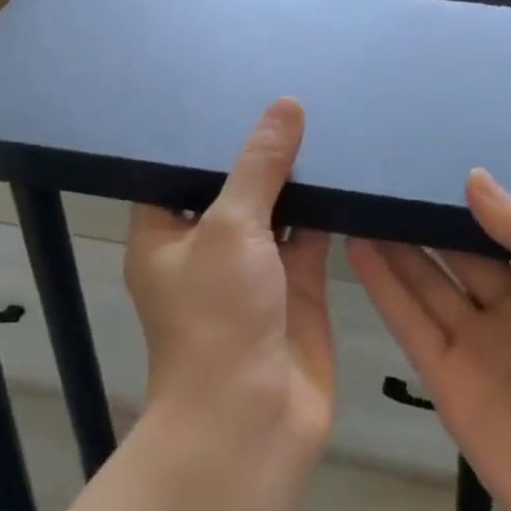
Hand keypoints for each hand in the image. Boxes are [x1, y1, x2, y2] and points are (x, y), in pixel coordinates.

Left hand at [124, 98, 332, 455]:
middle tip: (287, 94)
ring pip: (274, 208)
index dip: (202, 134)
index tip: (231, 88)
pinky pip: (309, 235)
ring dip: (295, 176)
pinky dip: (325, 208)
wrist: (251, 422)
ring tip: (320, 116)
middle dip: (258, 150)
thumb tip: (284, 105)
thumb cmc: (218, 316)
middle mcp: (205, 246)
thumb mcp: (231, 227)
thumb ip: (260, 166)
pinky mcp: (295, 286)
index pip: (177, 170)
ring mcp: (252, 267)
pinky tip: (345, 166)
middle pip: (231, 186)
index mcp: (164, 233)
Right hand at [346, 170, 510, 510]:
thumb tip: (474, 178)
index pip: (503, 232)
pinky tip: (358, 248)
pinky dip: (383, 287)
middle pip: (457, 254)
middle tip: (380, 174)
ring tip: (358, 201)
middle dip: (424, 218)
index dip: (469, 201)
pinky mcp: (446, 382)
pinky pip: (410, 324)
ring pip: (426, 283)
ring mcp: (477, 348)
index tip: (430, 159)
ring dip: (394, 245)